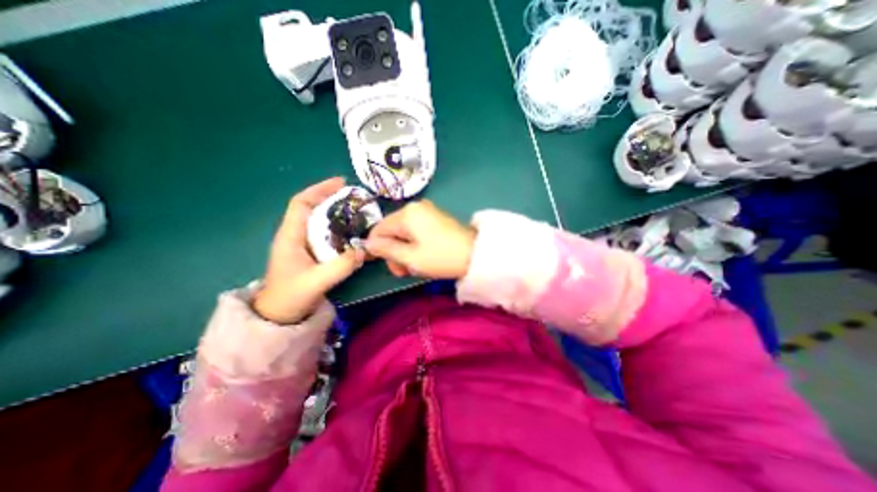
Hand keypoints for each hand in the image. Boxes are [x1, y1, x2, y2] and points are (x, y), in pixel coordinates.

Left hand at [251, 179, 366, 324]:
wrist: (278, 316)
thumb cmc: (290, 297)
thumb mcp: (317, 282)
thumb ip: (341, 266)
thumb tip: (364, 250)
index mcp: (290, 236)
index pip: (301, 203)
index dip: (319, 189)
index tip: (341, 183)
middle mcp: (295, 235)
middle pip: (312, 208)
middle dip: (333, 198)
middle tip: (356, 198)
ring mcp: (302, 244)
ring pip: (319, 220)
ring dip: (337, 213)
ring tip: (357, 211)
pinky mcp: (309, 252)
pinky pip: (325, 234)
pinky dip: (339, 228)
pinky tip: (352, 232)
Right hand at [363, 199, 475, 279]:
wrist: (475, 255)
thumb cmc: (441, 257)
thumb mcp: (410, 257)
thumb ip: (386, 249)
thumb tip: (368, 244)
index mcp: (406, 214)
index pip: (379, 229)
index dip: (377, 248)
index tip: (388, 266)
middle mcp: (415, 207)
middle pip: (391, 230)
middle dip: (394, 252)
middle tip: (404, 271)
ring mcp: (427, 211)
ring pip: (404, 232)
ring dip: (404, 251)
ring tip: (415, 267)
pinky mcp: (435, 218)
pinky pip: (416, 231)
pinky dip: (415, 245)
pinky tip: (423, 257)